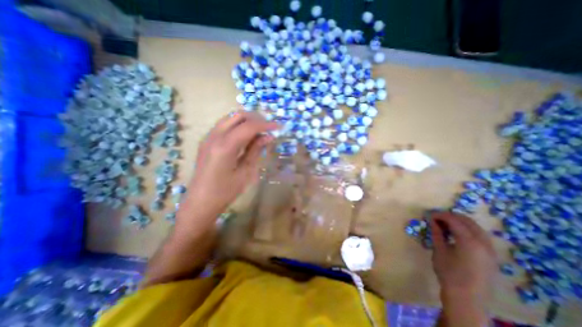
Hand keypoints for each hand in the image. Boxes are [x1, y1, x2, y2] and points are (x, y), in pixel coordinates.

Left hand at [178, 113, 276, 229]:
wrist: (200, 202)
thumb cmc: (225, 192)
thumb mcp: (245, 172)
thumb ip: (255, 151)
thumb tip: (268, 136)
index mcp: (225, 147)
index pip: (249, 126)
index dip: (266, 124)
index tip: (279, 126)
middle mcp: (214, 136)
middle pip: (238, 116)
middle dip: (256, 119)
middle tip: (268, 128)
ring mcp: (208, 137)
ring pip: (230, 118)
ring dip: (247, 121)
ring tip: (259, 131)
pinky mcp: (207, 141)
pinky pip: (224, 125)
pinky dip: (238, 126)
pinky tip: (246, 137)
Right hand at [429, 212, 497, 305]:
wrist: (467, 299)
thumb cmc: (449, 273)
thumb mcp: (439, 250)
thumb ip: (436, 233)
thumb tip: (431, 220)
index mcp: (469, 241)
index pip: (453, 220)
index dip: (440, 215)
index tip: (428, 215)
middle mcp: (483, 242)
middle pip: (467, 221)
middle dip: (450, 216)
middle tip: (436, 218)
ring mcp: (490, 250)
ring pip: (475, 227)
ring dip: (459, 222)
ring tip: (445, 225)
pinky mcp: (491, 256)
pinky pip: (480, 236)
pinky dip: (467, 230)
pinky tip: (456, 235)